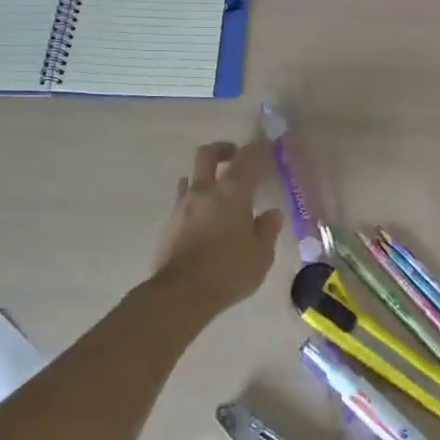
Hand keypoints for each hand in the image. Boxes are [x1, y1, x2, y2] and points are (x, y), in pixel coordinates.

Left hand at [146, 140, 284, 319]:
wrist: (180, 294)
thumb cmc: (228, 271)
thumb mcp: (261, 255)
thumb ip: (267, 230)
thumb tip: (271, 214)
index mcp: (232, 192)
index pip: (247, 158)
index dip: (258, 148)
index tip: (266, 145)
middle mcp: (205, 191)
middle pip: (207, 155)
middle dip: (222, 150)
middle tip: (234, 156)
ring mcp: (182, 207)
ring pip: (191, 178)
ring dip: (205, 178)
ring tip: (218, 193)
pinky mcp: (169, 225)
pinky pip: (183, 202)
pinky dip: (195, 203)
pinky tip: (204, 219)